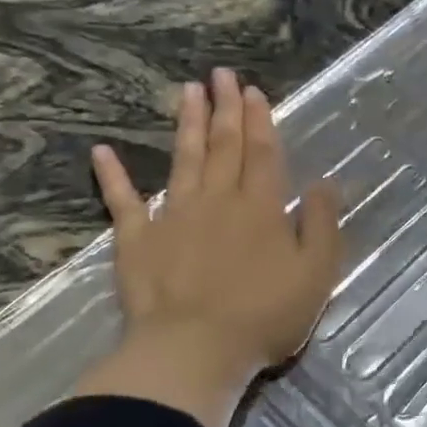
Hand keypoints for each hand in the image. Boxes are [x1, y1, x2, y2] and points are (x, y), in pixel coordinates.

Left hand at [72, 69, 342, 426]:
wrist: (194, 352)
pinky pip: (122, 202)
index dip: (260, 120)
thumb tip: (324, 182)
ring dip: (186, 124)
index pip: (262, 152)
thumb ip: (321, 223)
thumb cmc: (265, 315)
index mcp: (261, 207)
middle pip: (222, 146)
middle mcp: (217, 200)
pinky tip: (102, 152)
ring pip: (181, 160)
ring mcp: (173, 217)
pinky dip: (112, 176)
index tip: (253, 90)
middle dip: (224, 108)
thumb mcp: (316, 272)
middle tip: (221, 75)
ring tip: (186, 91)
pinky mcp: (136, 242)